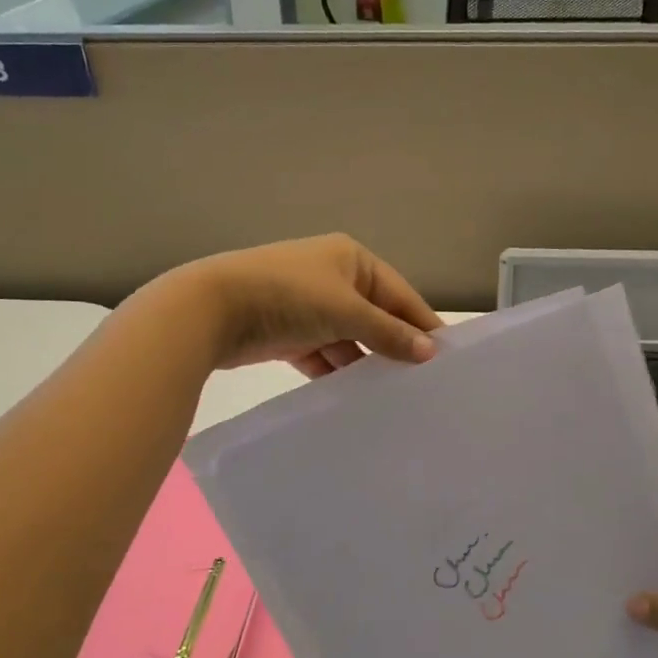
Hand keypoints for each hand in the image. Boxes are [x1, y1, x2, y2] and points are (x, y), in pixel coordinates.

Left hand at [166, 234, 441, 375]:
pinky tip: (354, 397)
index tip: (446, 358)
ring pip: (348, 339)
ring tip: (392, 396)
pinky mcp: (287, 334)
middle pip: (374, 317)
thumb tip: (430, 351)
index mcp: (351, 259)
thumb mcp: (347, 311)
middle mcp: (331, 278)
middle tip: (421, 383)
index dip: (422, 324)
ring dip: (364, 363)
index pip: (399, 294)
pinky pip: (322, 355)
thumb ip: (389, 333)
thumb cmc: (289, 297)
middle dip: (393, 347)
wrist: (212, 309)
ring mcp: (307, 307)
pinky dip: (335, 372)